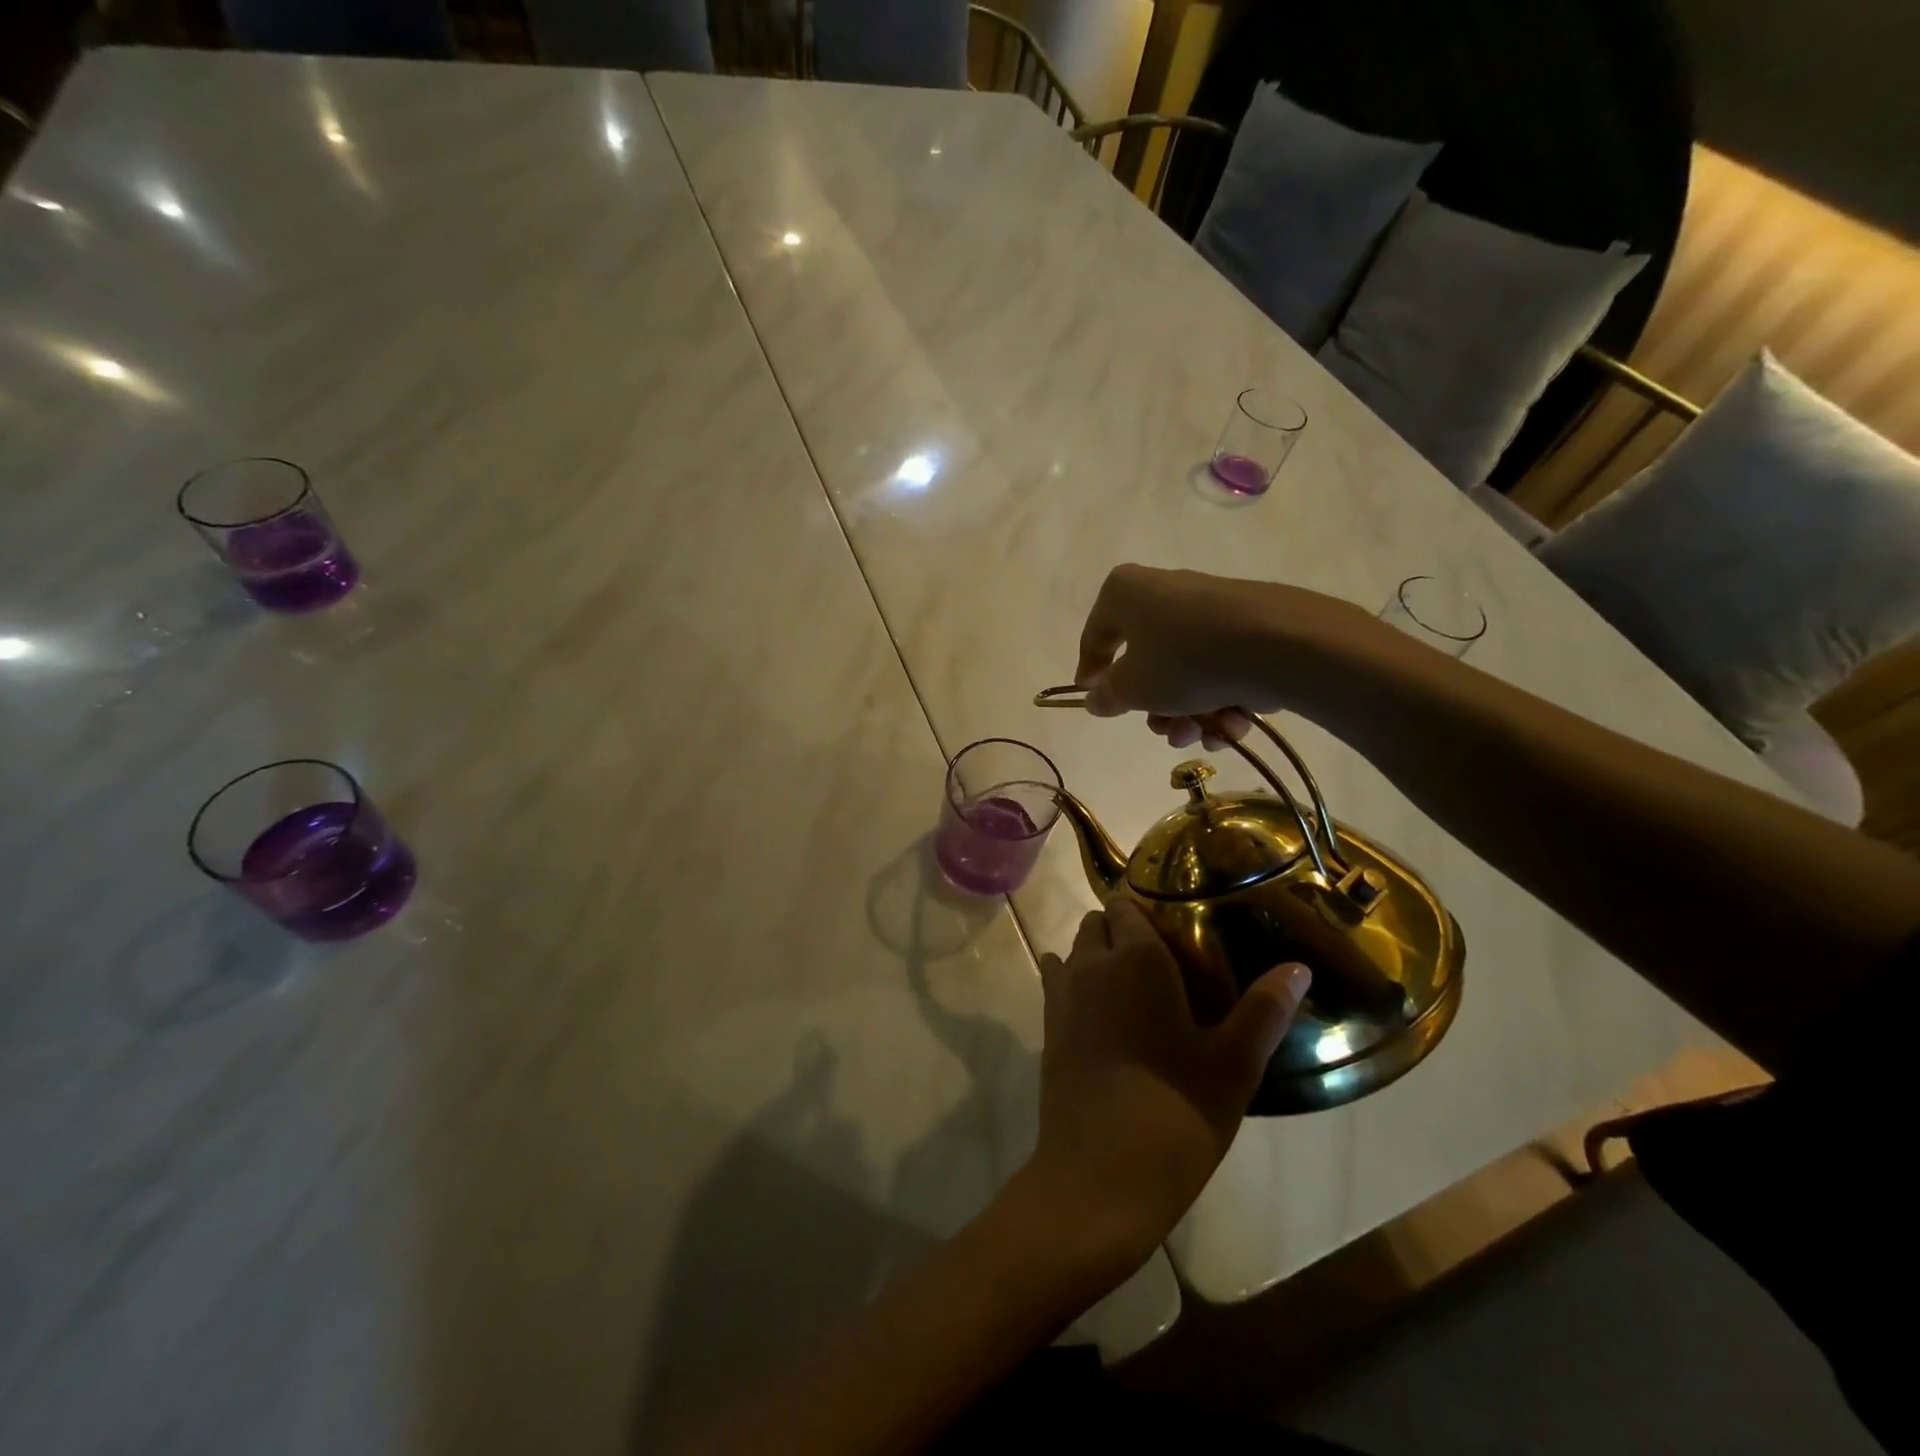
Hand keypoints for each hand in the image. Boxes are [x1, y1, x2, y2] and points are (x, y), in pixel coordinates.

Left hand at [1023, 900, 1310, 1273]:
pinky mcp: (1047, 1027)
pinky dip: (1073, 981)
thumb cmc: (1175, 1112)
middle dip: (1121, 929)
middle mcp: (1091, 963)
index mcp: (1136, 957)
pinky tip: (1100, 1009)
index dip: (1146, 909)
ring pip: (1074, 951)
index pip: (1127, 905)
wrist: (1099, 1174)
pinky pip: (1056, 982)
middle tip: (1161, 958)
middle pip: (1097, 923)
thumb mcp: (1233, 1064)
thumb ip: (1264, 1010)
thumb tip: (1298, 968)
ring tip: (1132, 984)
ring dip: (1096, 955)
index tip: (1175, 925)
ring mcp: (1062, 994)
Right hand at [1074, 563, 1371, 749]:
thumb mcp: (1133, 688)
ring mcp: (1211, 607)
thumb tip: (1095, 697)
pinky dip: (1221, 699)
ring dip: (1189, 712)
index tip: (1095, 701)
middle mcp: (1166, 591)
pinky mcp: (1249, 625)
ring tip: (1203, 736)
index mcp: (1126, 593)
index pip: (1095, 635)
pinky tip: (1233, 726)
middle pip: (1146, 659)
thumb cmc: (1185, 659)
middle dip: (1155, 707)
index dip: (1090, 673)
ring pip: (1186, 669)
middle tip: (1165, 732)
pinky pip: (1220, 666)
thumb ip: (1108, 695)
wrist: (1280, 644)